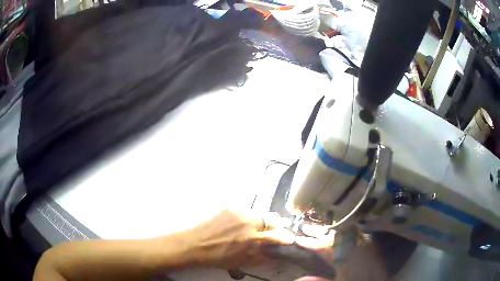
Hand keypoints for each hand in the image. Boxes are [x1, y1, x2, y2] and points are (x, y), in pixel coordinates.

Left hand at [183, 209, 294, 268]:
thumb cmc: (217, 257)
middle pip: (273, 219)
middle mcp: (249, 223)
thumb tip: (273, 252)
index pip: (278, 236)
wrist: (194, 243)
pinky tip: (242, 223)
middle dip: (277, 224)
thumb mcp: (241, 261)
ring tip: (257, 226)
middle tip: (276, 229)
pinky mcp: (230, 207)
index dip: (286, 237)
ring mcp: (239, 212)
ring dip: (263, 220)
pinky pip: (246, 210)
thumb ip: (260, 256)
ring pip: (260, 213)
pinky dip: (248, 217)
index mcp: (252, 240)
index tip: (290, 238)